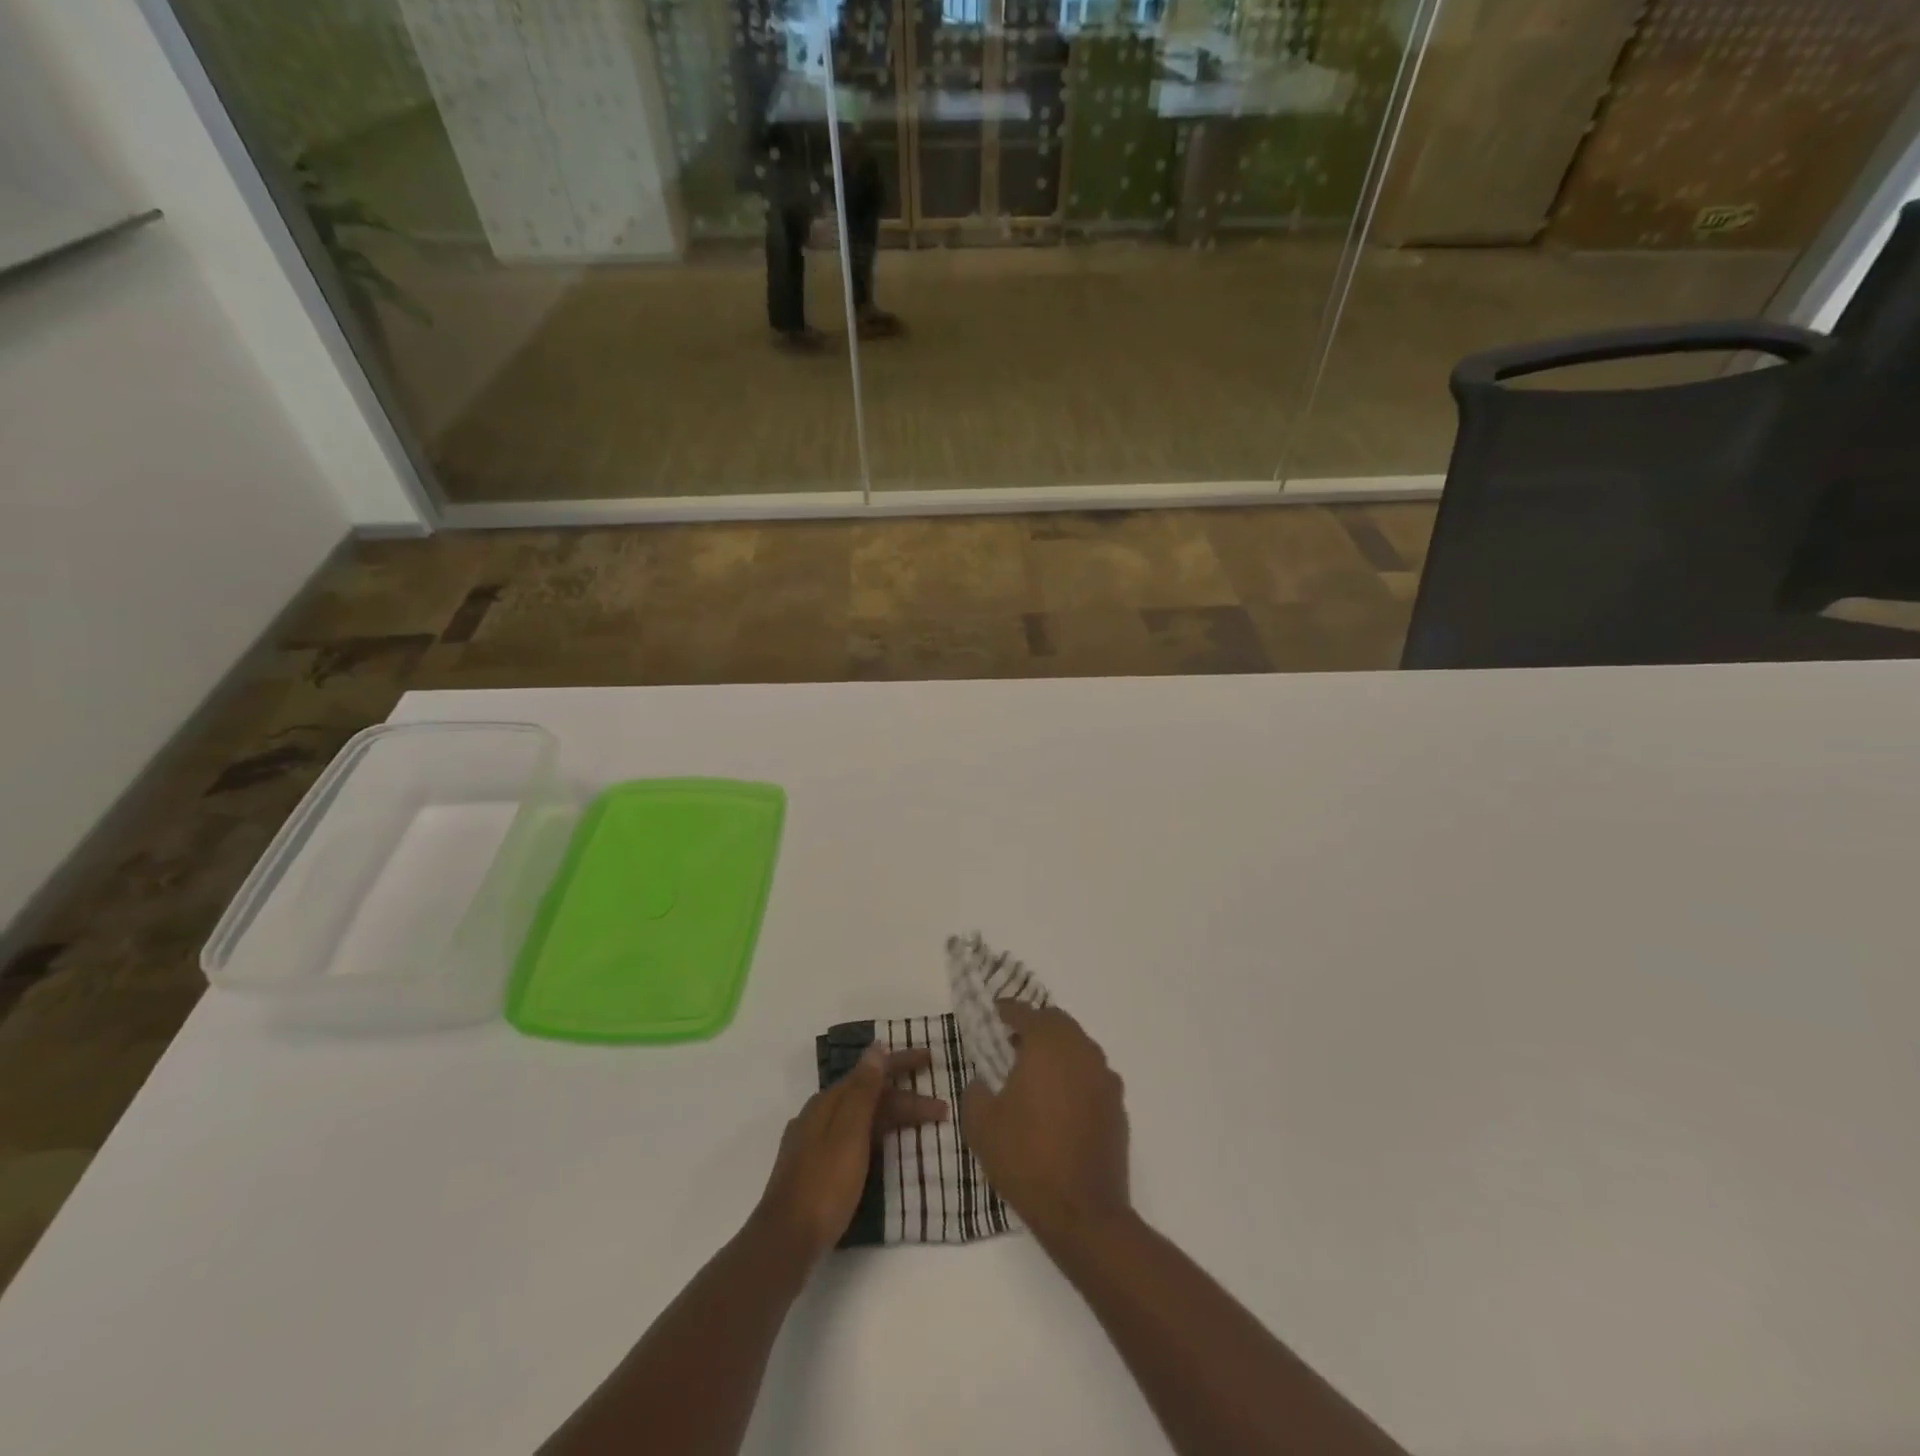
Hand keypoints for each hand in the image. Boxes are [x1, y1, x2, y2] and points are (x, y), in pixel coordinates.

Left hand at [755, 1043, 947, 1261]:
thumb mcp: (849, 1133)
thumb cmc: (824, 1184)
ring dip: (892, 1118)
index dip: (901, 1063)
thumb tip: (876, 1047)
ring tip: (920, 1126)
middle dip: (904, 1098)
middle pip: (868, 1096)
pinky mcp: (814, 1169)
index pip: (870, 1072)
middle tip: (939, 1107)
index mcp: (827, 1102)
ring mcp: (814, 1143)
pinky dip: (876, 1135)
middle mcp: (818, 1115)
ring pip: (861, 1118)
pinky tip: (884, 1147)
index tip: (930, 1058)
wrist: (785, 1241)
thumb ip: (863, 1090)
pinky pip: (853, 1138)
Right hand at [961, 1000, 1130, 1246]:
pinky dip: (1075, 1076)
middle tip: (1013, 1043)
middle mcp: (1081, 1051)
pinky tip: (1060, 1104)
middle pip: (1058, 1023)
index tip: (995, 1013)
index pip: (1026, 1013)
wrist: (1083, 1213)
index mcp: (1048, 1046)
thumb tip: (983, 1082)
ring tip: (1036, 1075)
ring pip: (1079, 1047)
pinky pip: (1092, 1075)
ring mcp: (1104, 1078)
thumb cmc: (1026, 1159)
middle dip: (1036, 1027)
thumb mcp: (981, 1125)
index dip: (1008, 1011)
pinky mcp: (1117, 1105)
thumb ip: (976, 1092)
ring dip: (1058, 1051)